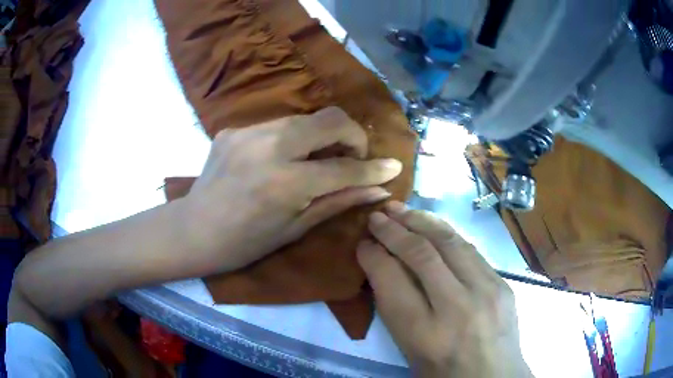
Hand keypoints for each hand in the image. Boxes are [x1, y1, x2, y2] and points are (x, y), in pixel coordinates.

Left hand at [183, 107, 402, 271]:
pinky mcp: (234, 129)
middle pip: (329, 119)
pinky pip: (277, 125)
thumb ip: (339, 201)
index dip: (374, 168)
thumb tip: (378, 190)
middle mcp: (268, 147)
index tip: (393, 165)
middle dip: (352, 134)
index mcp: (285, 183)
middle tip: (353, 156)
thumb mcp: (296, 227)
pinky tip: (283, 158)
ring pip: (305, 118)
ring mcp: (248, 132)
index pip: (345, 167)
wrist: (194, 230)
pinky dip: (292, 138)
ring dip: (322, 135)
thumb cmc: (246, 242)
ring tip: (320, 158)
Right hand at [357, 202, 532, 377]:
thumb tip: (384, 266)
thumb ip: (396, 309)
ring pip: (449, 242)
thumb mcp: (409, 350)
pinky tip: (433, 226)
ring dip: (421, 221)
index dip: (373, 256)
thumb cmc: (443, 372)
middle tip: (377, 217)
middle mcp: (457, 308)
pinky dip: (446, 233)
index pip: (391, 280)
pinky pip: (470, 249)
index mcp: (425, 335)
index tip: (362, 243)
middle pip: (421, 254)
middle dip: (394, 230)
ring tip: (401, 209)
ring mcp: (486, 291)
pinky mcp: (502, 283)